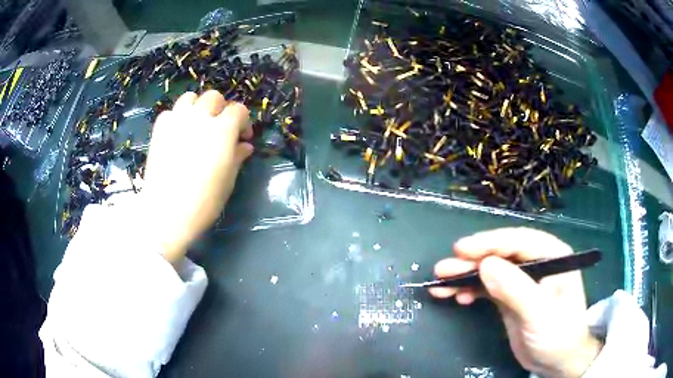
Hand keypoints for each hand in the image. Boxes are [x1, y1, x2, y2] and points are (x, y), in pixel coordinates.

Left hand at [140, 90, 252, 263]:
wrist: (166, 213)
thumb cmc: (203, 202)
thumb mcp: (228, 180)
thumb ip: (237, 156)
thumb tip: (244, 145)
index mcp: (222, 130)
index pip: (238, 110)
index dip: (244, 122)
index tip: (243, 138)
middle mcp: (200, 118)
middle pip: (214, 97)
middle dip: (221, 109)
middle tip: (220, 129)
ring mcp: (177, 121)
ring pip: (190, 98)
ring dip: (198, 107)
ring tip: (197, 125)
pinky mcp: (159, 129)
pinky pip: (170, 113)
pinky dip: (176, 118)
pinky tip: (177, 134)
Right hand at [430, 228, 602, 377]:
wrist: (558, 362)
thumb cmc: (558, 335)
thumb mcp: (540, 314)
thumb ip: (516, 289)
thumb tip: (485, 265)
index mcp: (552, 256)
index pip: (519, 241)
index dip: (490, 242)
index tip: (461, 249)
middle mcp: (537, 263)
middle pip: (501, 254)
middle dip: (471, 261)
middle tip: (443, 269)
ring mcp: (522, 281)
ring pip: (491, 271)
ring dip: (466, 276)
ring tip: (440, 285)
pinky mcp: (510, 298)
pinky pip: (488, 288)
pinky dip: (471, 290)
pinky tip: (457, 297)